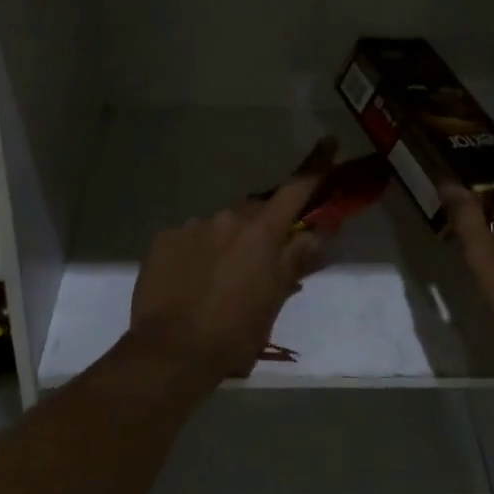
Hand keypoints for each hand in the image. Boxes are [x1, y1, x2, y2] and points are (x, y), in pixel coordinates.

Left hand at [126, 138, 337, 380]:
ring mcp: (192, 227)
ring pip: (220, 227)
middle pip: (254, 213)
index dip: (316, 165)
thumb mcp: (274, 300)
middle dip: (261, 230)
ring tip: (218, 283)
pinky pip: (189, 239)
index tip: (328, 141)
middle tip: (259, 264)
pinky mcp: (164, 240)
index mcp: (261, 232)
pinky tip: (191, 283)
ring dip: (226, 244)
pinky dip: (196, 254)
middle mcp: (228, 219)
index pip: (296, 190)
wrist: (171, 353)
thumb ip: (296, 260)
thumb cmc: (235, 332)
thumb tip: (317, 233)